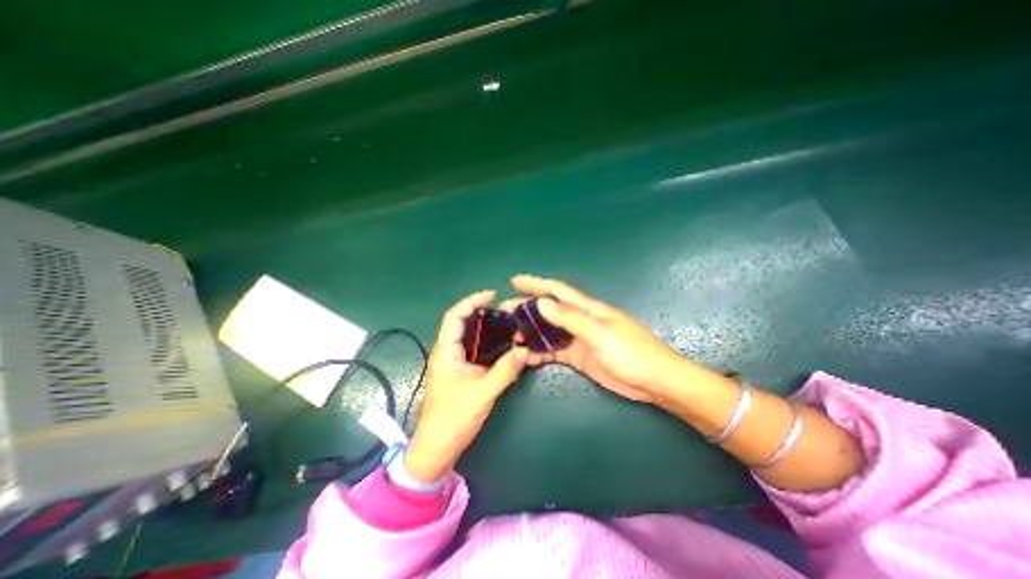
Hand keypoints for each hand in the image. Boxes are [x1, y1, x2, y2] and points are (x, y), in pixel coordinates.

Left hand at [406, 289, 527, 483]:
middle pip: (461, 323)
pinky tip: (503, 347)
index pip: (454, 316)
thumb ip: (505, 370)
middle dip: (481, 312)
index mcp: (445, 352)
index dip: (471, 301)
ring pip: (469, 337)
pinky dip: (487, 344)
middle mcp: (447, 353)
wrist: (436, 449)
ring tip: (507, 324)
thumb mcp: (482, 393)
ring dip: (485, 328)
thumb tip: (526, 350)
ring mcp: (453, 363)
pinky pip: (474, 351)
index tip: (492, 295)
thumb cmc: (453, 419)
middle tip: (505, 311)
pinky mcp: (459, 373)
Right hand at [514, 273, 691, 402]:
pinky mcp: (579, 356)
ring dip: (530, 332)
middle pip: (549, 311)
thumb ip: (571, 319)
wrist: (654, 382)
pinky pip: (555, 351)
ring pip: (549, 331)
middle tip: (503, 312)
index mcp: (587, 309)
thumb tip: (542, 303)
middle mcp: (580, 320)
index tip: (514, 281)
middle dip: (526, 309)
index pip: (557, 291)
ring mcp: (579, 339)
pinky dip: (540, 352)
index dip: (536, 284)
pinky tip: (526, 356)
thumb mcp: (601, 334)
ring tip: (509, 335)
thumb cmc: (632, 353)